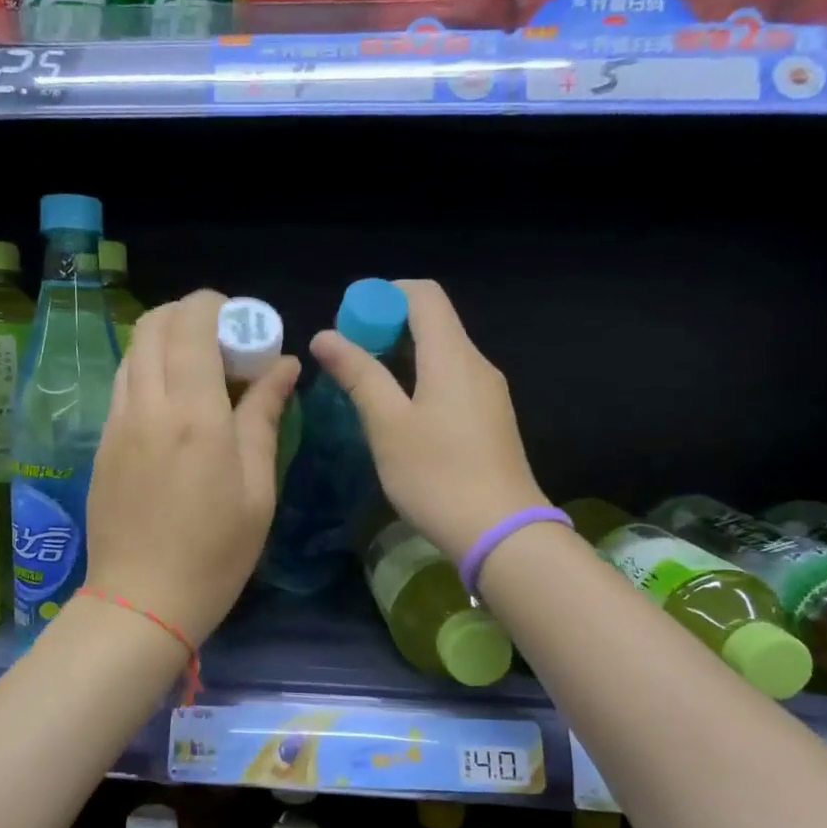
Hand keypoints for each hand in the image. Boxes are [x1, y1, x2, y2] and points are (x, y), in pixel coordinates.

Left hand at [86, 290, 300, 643]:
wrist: (141, 601)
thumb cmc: (215, 552)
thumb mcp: (257, 488)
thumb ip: (264, 416)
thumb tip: (283, 365)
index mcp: (192, 413)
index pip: (191, 322)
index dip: (218, 307)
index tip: (246, 326)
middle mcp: (146, 405)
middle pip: (154, 325)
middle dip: (190, 315)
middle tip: (226, 346)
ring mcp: (116, 422)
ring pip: (134, 352)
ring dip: (167, 343)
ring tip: (202, 375)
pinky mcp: (102, 443)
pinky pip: (124, 384)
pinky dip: (150, 372)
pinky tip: (175, 408)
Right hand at [310, 279, 545, 563]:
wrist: (501, 533)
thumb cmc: (437, 476)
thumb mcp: (387, 425)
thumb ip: (358, 375)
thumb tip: (325, 335)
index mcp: (453, 356)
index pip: (423, 295)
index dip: (382, 295)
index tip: (349, 321)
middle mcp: (477, 364)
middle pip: (433, 322)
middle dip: (386, 327)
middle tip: (347, 358)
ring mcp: (488, 393)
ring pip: (441, 354)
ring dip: (401, 357)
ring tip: (365, 387)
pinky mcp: (491, 419)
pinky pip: (452, 381)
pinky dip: (420, 380)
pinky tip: (398, 415)